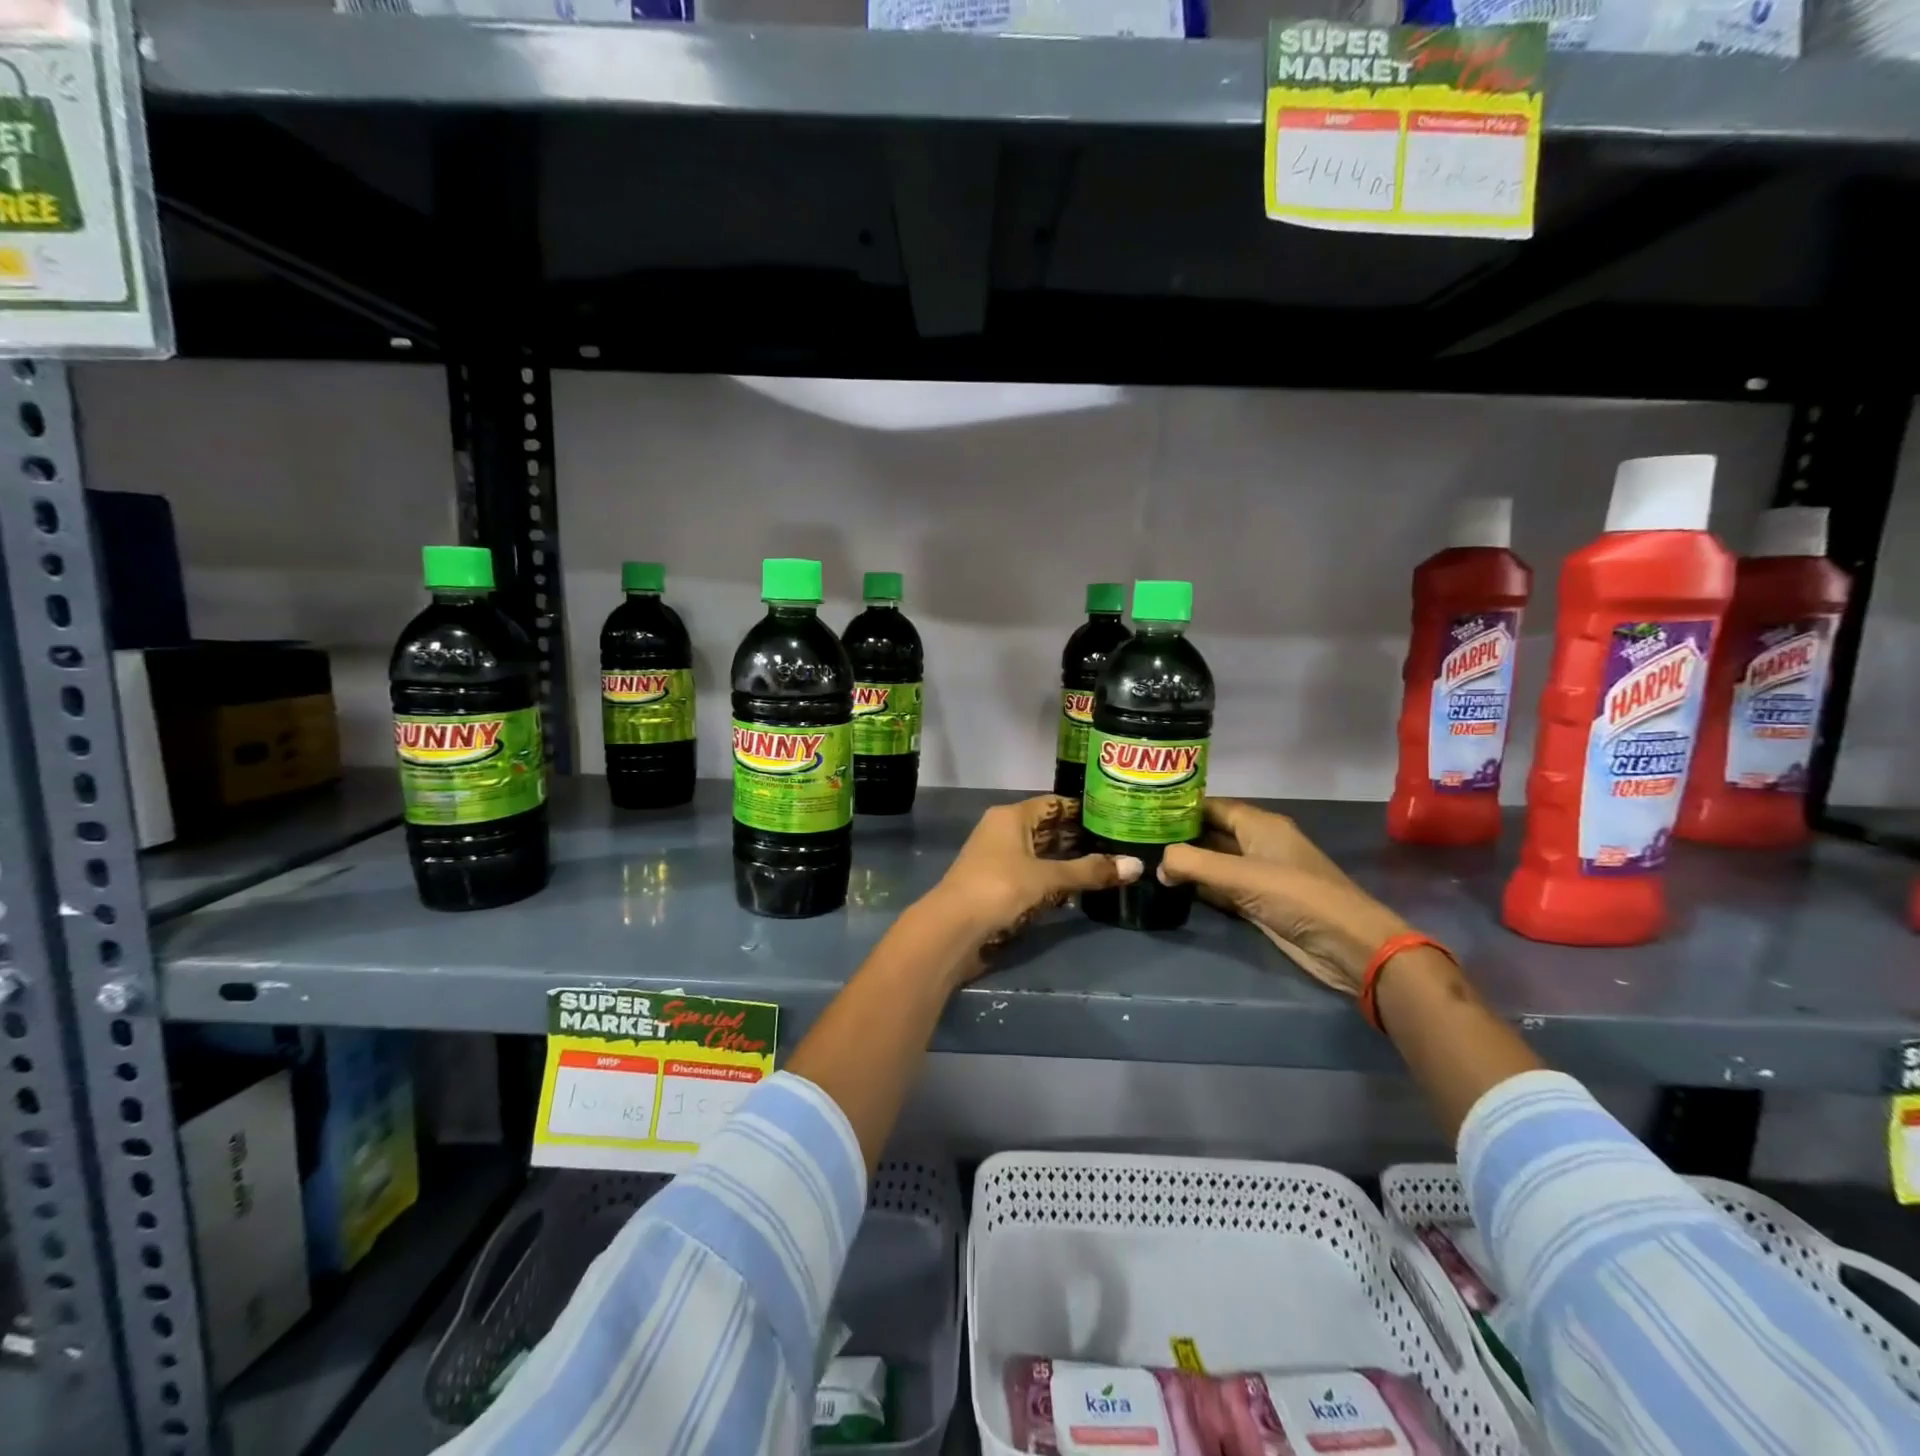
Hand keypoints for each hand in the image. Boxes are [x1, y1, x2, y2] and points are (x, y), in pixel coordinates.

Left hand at [925, 796, 1140, 970]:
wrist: (952, 928)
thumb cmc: (999, 888)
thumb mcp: (1047, 878)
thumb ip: (1089, 872)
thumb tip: (1138, 865)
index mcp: (1011, 816)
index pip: (1054, 804)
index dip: (1082, 809)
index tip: (1115, 815)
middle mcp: (1003, 830)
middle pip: (1047, 828)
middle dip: (1079, 837)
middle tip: (1119, 843)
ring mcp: (998, 858)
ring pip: (1040, 853)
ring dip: (1067, 860)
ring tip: (1106, 865)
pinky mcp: (997, 884)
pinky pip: (1032, 874)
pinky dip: (1053, 879)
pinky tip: (1077, 890)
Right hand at [1157, 799, 1412, 996]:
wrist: (1347, 946)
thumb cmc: (1297, 897)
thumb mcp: (1241, 875)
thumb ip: (1193, 864)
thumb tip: (1157, 864)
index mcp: (1260, 824)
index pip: (1212, 806)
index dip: (1180, 805)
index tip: (1144, 807)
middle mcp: (1258, 844)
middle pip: (1211, 833)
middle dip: (1178, 835)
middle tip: (1137, 836)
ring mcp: (1259, 875)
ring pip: (1214, 862)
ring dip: (1186, 863)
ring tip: (1145, 859)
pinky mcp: (1258, 904)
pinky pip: (1221, 889)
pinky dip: (1199, 887)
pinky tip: (1171, 888)